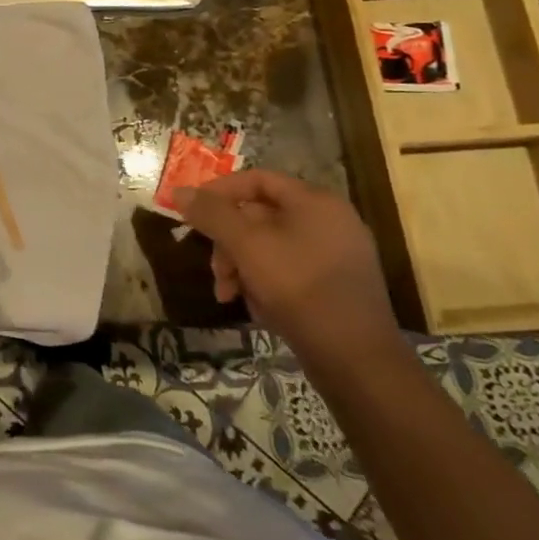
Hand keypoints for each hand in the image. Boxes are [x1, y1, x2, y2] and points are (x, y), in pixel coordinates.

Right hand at [174, 168, 397, 365]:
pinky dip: (266, 284)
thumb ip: (212, 214)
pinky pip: (289, 271)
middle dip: (229, 242)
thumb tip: (180, 192)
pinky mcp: (337, 288)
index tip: (192, 213)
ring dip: (242, 266)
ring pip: (271, 247)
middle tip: (215, 270)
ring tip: (229, 295)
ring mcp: (337, 256)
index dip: (220, 191)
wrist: (357, 360)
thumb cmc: (299, 287)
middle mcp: (330, 221)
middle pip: (261, 216)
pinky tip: (257, 308)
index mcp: (315, 202)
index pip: (257, 179)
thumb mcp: (246, 245)